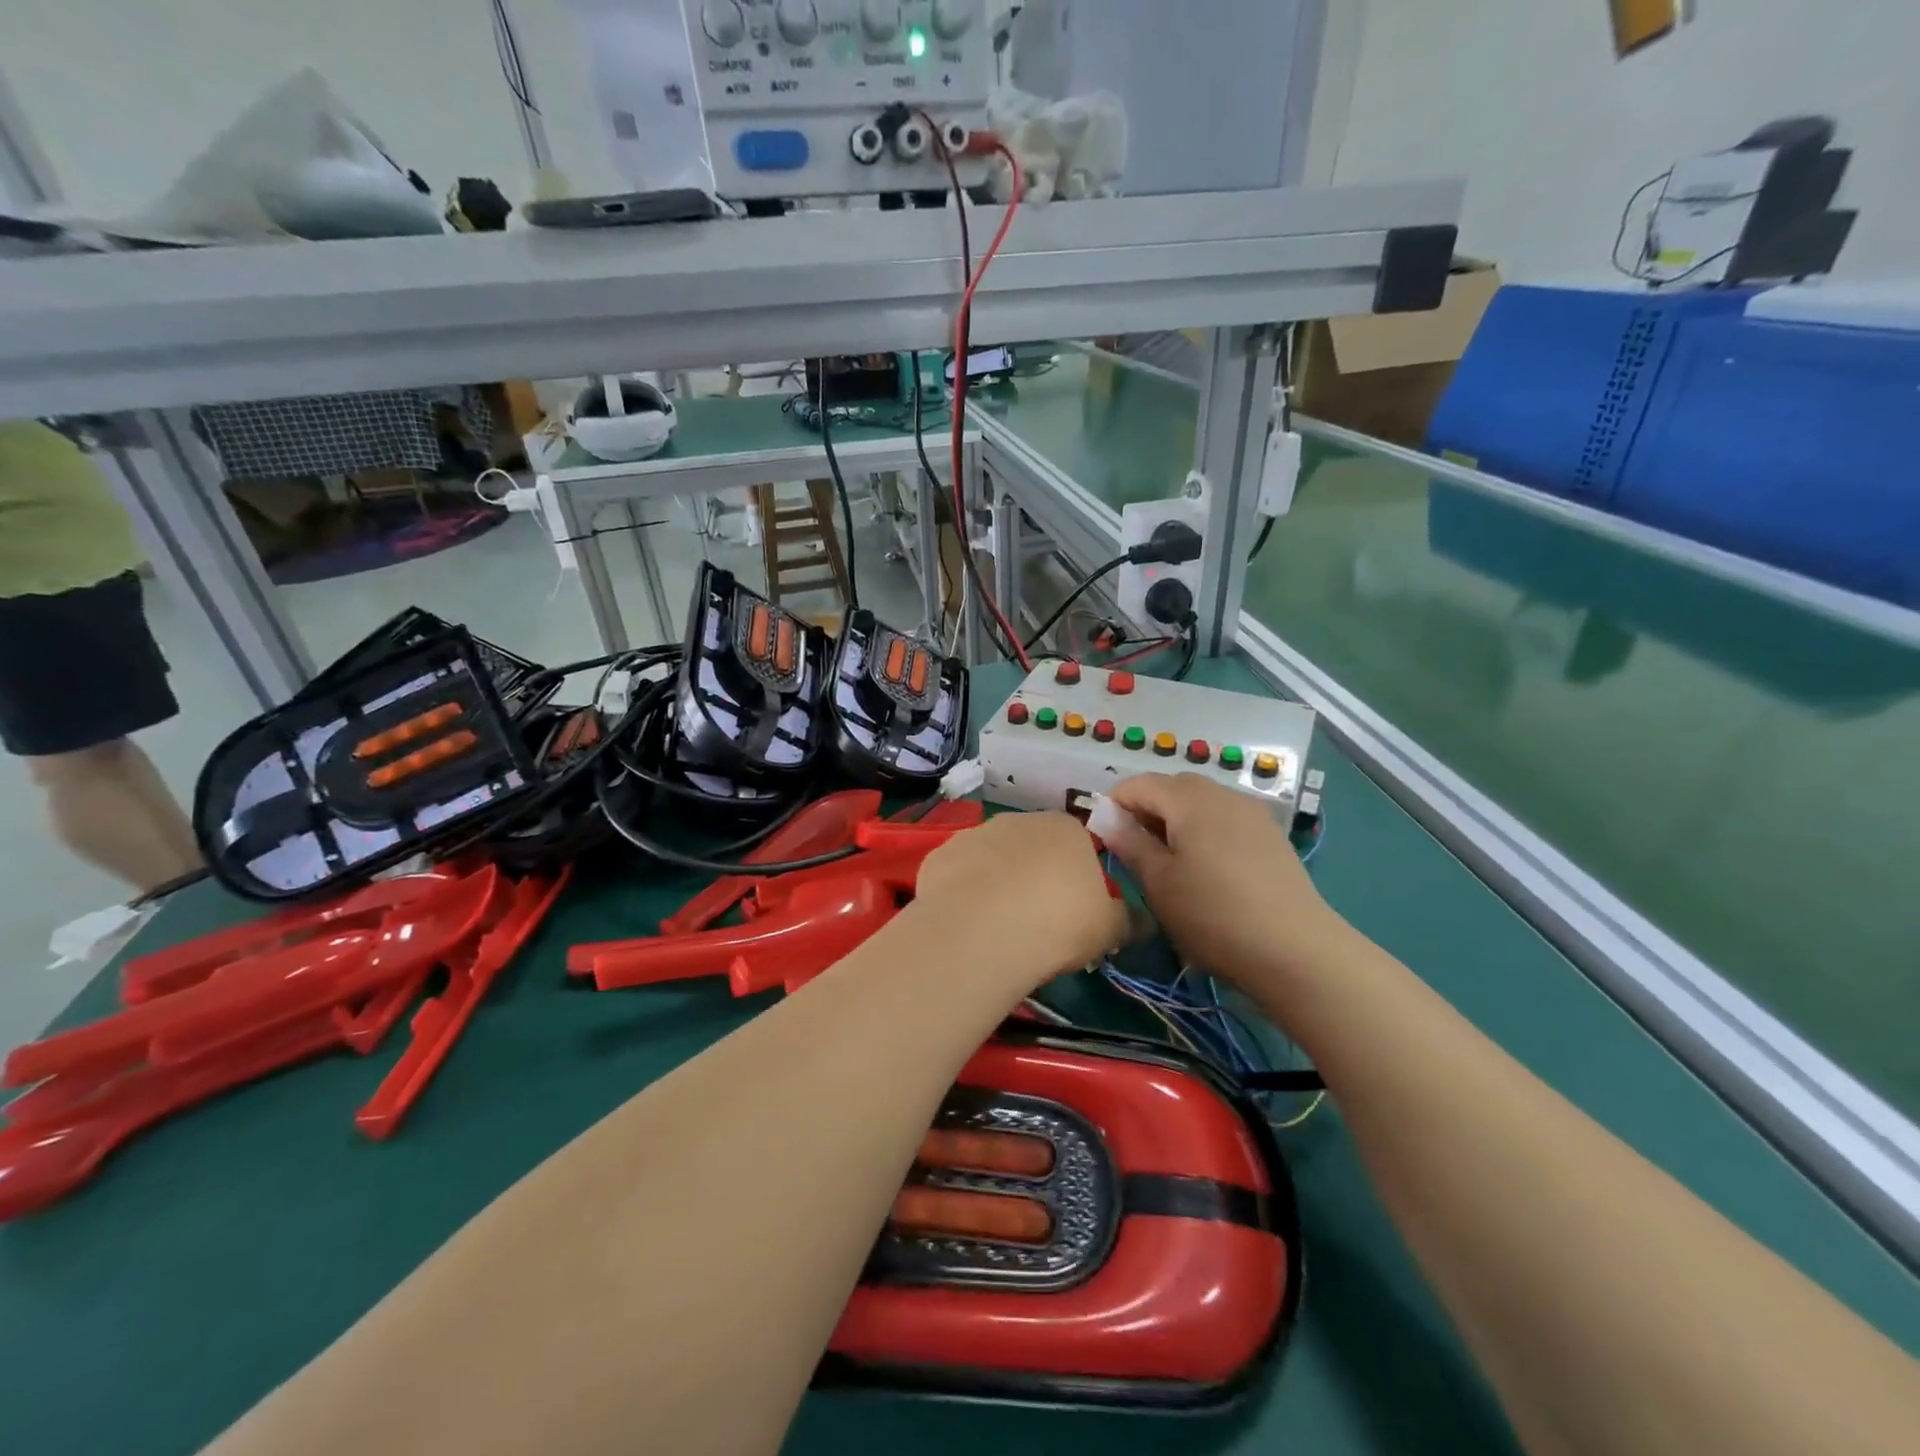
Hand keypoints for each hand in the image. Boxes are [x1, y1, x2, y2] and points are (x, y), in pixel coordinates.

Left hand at [911, 811, 1127, 992]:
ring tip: (999, 926)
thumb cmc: (1057, 923)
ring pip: (994, 859)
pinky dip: (964, 892)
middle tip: (1038, 920)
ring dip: (998, 883)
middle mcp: (1019, 821)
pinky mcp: (940, 855)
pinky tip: (967, 923)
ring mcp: (975, 834)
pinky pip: (959, 874)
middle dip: (1036, 876)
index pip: (1079, 845)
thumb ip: (1127, 920)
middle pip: (1034, 848)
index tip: (1075, 911)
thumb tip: (1142, 921)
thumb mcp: (1108, 929)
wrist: (981, 931)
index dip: (1078, 879)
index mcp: (1066, 829)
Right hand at [1103, 773, 1342, 989]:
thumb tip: (1107, 818)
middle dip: (1146, 809)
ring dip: (1176, 819)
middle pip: (1172, 786)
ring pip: (1201, 801)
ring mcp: (1251, 813)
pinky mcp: (1270, 835)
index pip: (1138, 784)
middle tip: (1135, 850)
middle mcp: (1222, 794)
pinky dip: (1204, 829)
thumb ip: (1130, 843)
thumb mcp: (1159, 882)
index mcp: (1189, 800)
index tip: (1103, 837)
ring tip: (1169, 861)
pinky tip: (1206, 867)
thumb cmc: (1213, 914)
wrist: (1296, 950)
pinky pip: (1225, 818)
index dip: (1114, 804)